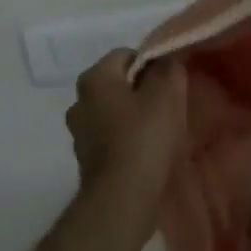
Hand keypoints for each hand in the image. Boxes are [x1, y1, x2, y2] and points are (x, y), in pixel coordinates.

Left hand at [65, 50, 187, 208]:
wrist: (122, 196)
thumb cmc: (144, 137)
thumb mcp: (166, 95)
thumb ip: (167, 70)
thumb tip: (166, 61)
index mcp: (94, 78)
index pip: (125, 55)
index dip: (151, 63)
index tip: (171, 81)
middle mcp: (79, 101)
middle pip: (117, 84)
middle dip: (141, 90)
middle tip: (169, 104)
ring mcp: (79, 133)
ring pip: (112, 112)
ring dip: (133, 117)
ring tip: (160, 131)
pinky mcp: (86, 159)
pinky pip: (110, 138)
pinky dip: (126, 140)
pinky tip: (146, 152)